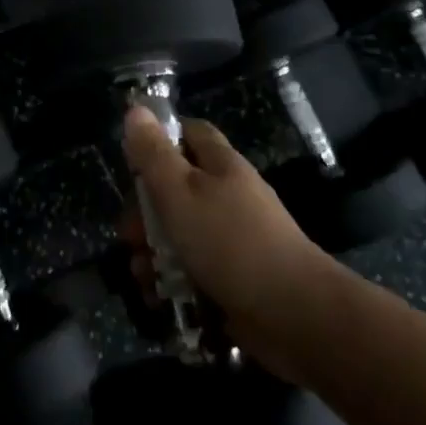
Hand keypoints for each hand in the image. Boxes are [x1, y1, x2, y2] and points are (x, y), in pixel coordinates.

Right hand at [121, 107, 331, 373]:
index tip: (132, 164)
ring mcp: (235, 239)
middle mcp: (229, 196)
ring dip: (154, 253)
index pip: (189, 133)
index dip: (160, 140)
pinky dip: (173, 282)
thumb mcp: (180, 191)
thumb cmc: (230, 242)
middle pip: (177, 189)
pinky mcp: (236, 279)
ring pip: (182, 234)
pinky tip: (159, 298)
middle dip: (146, 213)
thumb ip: (153, 153)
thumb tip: (136, 109)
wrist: (295, 315)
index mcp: (220, 165)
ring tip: (142, 275)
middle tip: (130, 236)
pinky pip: (195, 271)